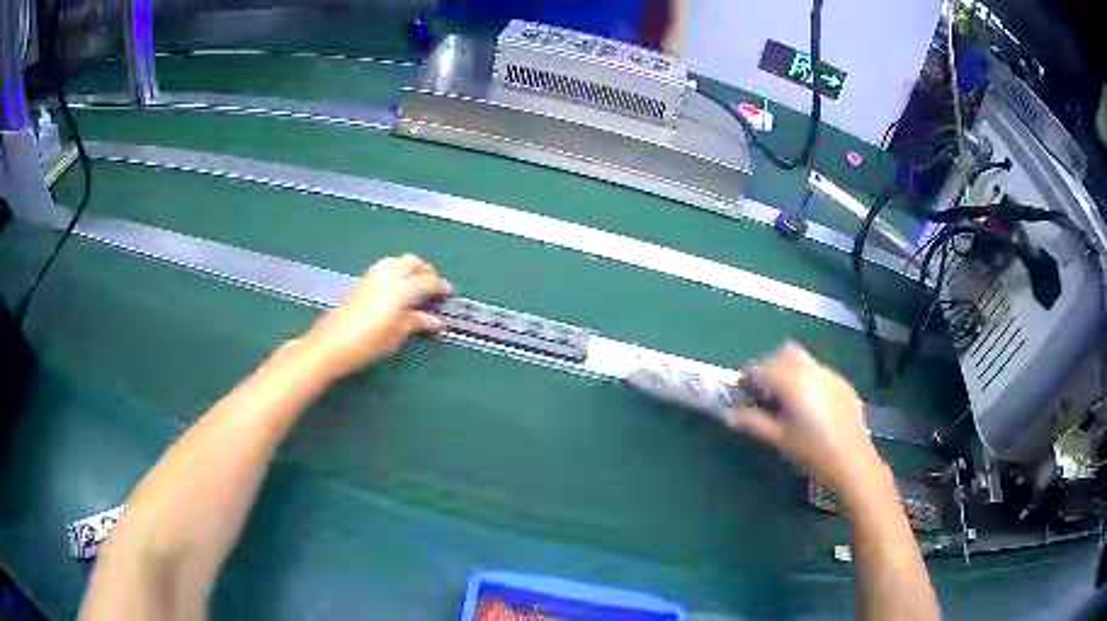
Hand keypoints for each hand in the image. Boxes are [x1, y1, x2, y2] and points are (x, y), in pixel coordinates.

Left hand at [305, 254, 450, 378]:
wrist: (331, 344)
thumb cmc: (367, 343)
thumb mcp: (396, 335)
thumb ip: (416, 322)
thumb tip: (434, 320)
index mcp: (400, 289)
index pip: (426, 281)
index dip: (440, 286)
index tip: (448, 292)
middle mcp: (387, 276)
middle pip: (411, 262)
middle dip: (425, 270)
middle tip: (433, 284)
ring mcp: (371, 277)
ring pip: (396, 261)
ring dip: (408, 268)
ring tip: (414, 284)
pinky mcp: (360, 282)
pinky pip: (384, 269)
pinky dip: (395, 272)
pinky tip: (395, 288)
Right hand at [729, 342, 883, 497]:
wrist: (853, 462)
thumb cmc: (812, 452)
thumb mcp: (779, 439)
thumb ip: (753, 422)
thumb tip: (730, 414)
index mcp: (792, 381)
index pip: (761, 367)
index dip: (747, 378)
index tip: (742, 393)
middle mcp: (811, 369)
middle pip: (783, 354)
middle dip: (769, 368)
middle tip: (764, 394)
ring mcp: (830, 374)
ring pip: (803, 359)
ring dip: (789, 370)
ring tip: (787, 400)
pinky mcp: (843, 383)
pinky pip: (819, 371)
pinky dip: (807, 379)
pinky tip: (810, 406)